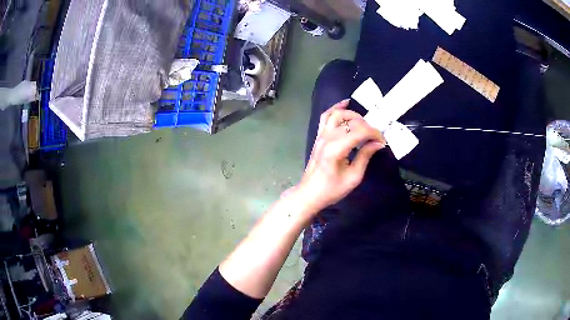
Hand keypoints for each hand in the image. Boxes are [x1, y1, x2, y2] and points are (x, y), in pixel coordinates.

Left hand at [296, 99, 385, 213]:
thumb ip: (365, 156)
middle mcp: (327, 138)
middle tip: (375, 137)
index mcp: (336, 149)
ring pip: (337, 114)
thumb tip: (378, 143)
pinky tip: (345, 104)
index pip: (359, 132)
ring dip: (353, 115)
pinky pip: (326, 117)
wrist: (310, 194)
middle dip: (367, 126)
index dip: (374, 133)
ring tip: (364, 123)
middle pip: (350, 122)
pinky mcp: (319, 136)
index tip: (382, 141)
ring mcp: (321, 136)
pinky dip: (336, 108)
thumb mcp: (353, 177)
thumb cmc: (332, 190)